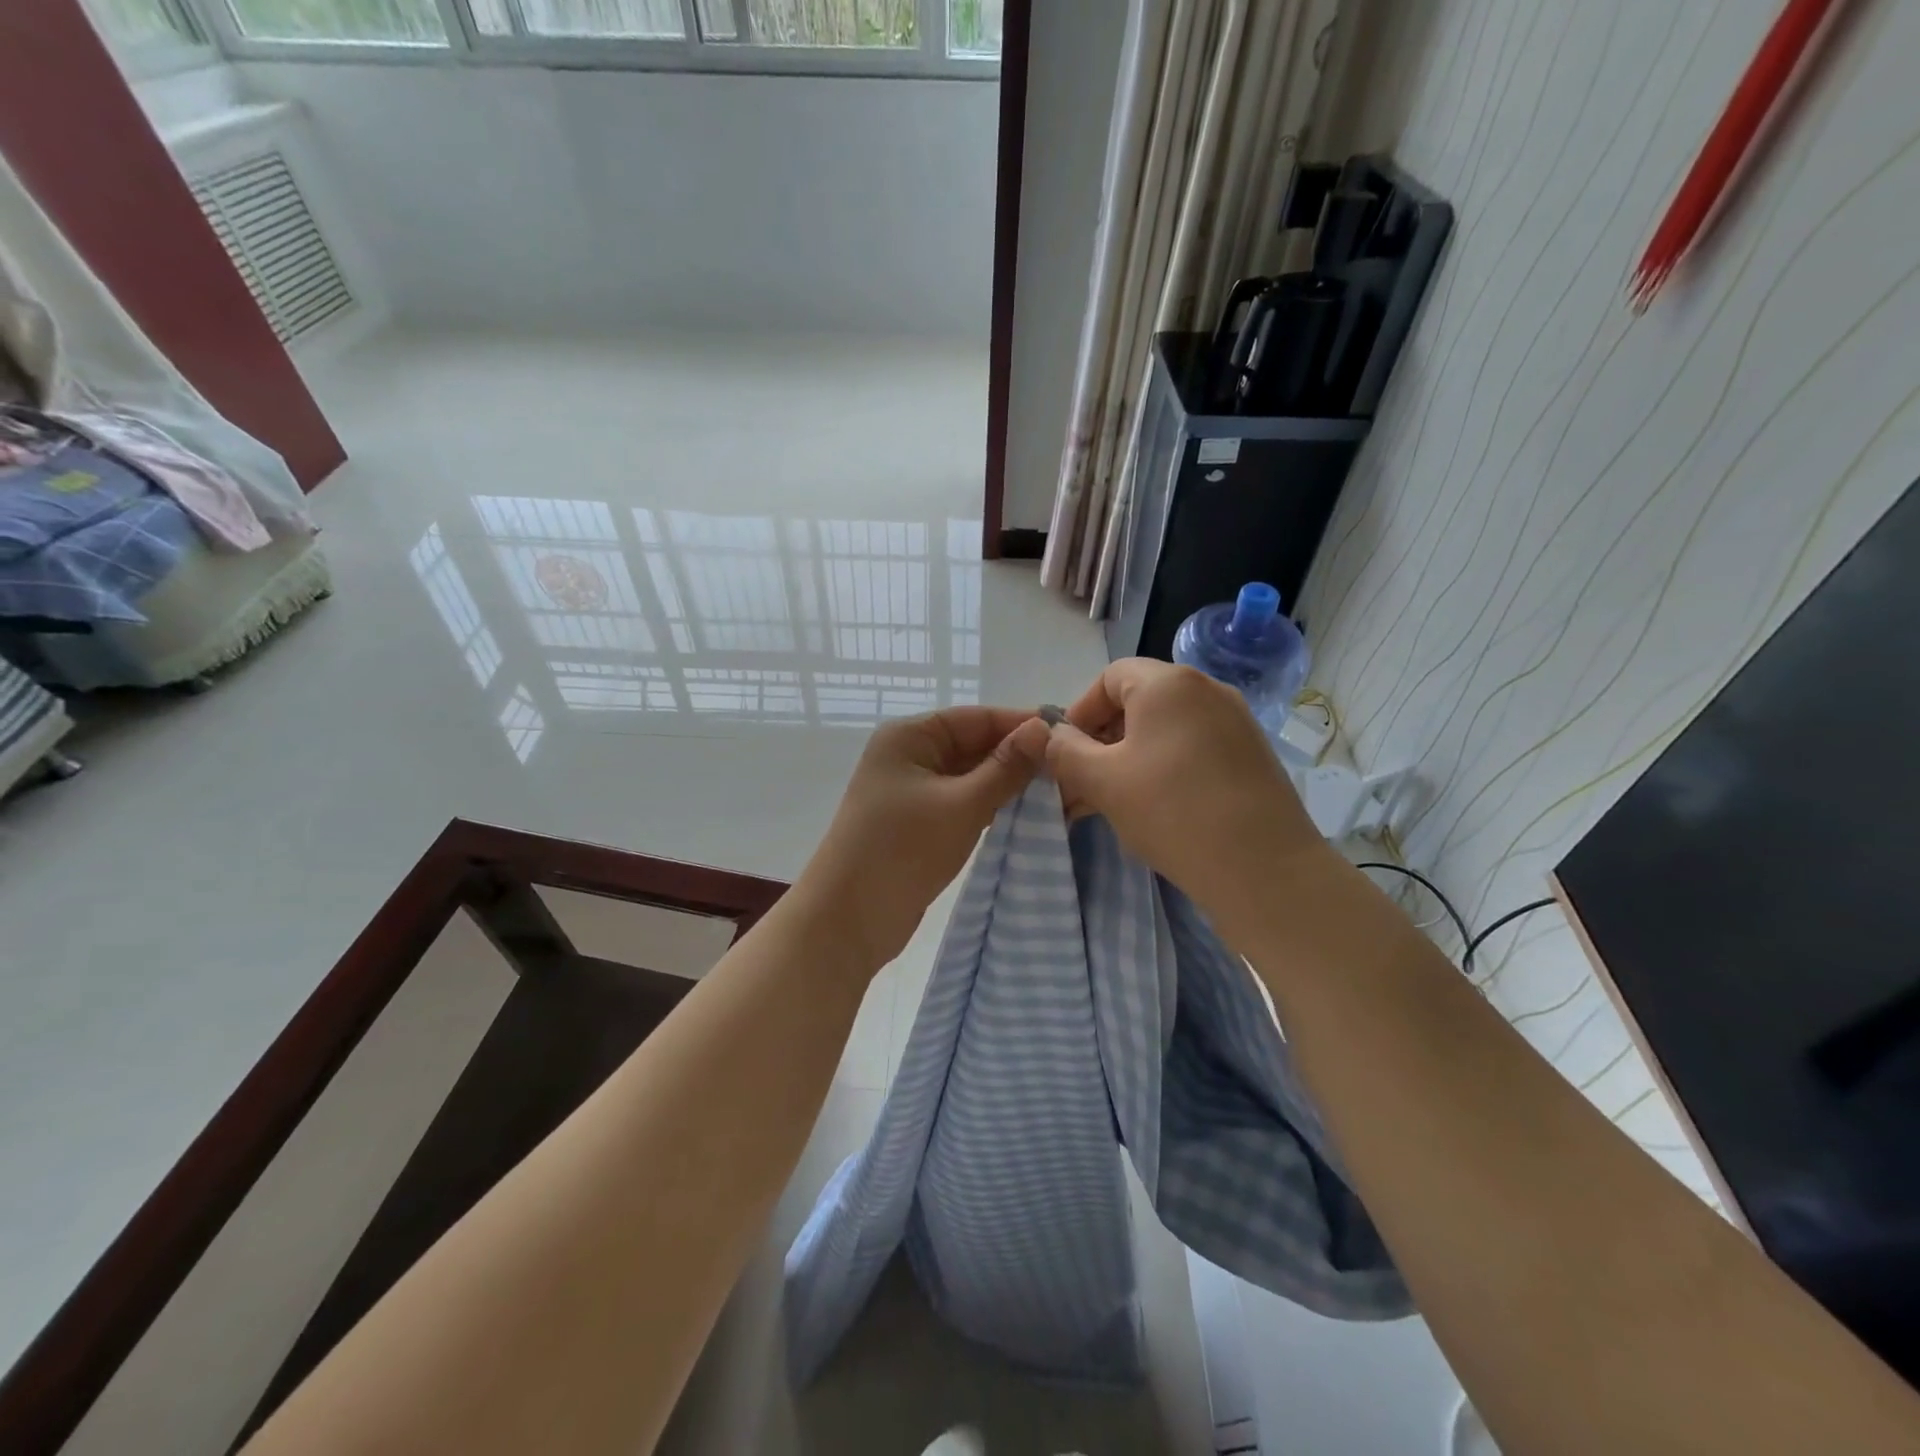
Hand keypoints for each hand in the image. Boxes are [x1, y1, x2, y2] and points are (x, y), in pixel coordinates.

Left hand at [799, 707, 1049, 971]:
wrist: (848, 919)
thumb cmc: (902, 850)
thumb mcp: (962, 805)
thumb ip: (1006, 767)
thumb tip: (1045, 727)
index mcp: (910, 736)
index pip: (977, 718)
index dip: (1022, 724)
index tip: (1071, 735)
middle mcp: (910, 755)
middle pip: (974, 745)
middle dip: (1019, 757)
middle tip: (1072, 770)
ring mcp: (913, 791)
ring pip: (971, 777)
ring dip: (1009, 785)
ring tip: (1060, 793)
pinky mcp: (919, 823)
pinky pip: (963, 803)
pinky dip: (991, 807)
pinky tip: (1028, 816)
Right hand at [1026, 659, 1328, 935]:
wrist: (1265, 869)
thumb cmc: (1173, 812)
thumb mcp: (1102, 781)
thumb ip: (1065, 752)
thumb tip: (1052, 736)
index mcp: (1169, 683)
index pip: (1109, 677)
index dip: (1079, 712)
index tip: (1065, 754)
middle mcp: (1207, 690)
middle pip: (1138, 703)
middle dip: (1101, 742)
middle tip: (1082, 786)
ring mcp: (1236, 723)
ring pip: (1165, 731)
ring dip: (1129, 760)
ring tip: (1111, 805)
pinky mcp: (1252, 757)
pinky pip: (1194, 750)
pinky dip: (1165, 770)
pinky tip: (1154, 811)